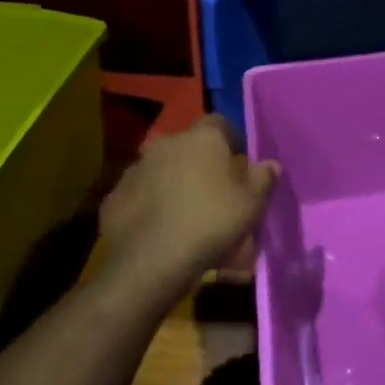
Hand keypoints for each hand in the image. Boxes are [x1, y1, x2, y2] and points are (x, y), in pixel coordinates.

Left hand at [99, 116, 278, 297]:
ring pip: (162, 169)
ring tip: (185, 213)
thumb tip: (270, 164)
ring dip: (173, 182)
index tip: (239, 164)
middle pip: (188, 146)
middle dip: (200, 162)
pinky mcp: (114, 196)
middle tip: (213, 191)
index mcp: (202, 138)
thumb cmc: (212, 222)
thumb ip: (264, 178)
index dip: (231, 141)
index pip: (220, 123)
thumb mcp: (252, 203)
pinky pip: (140, 194)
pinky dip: (150, 204)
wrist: (151, 261)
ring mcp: (135, 169)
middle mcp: (166, 144)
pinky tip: (160, 228)